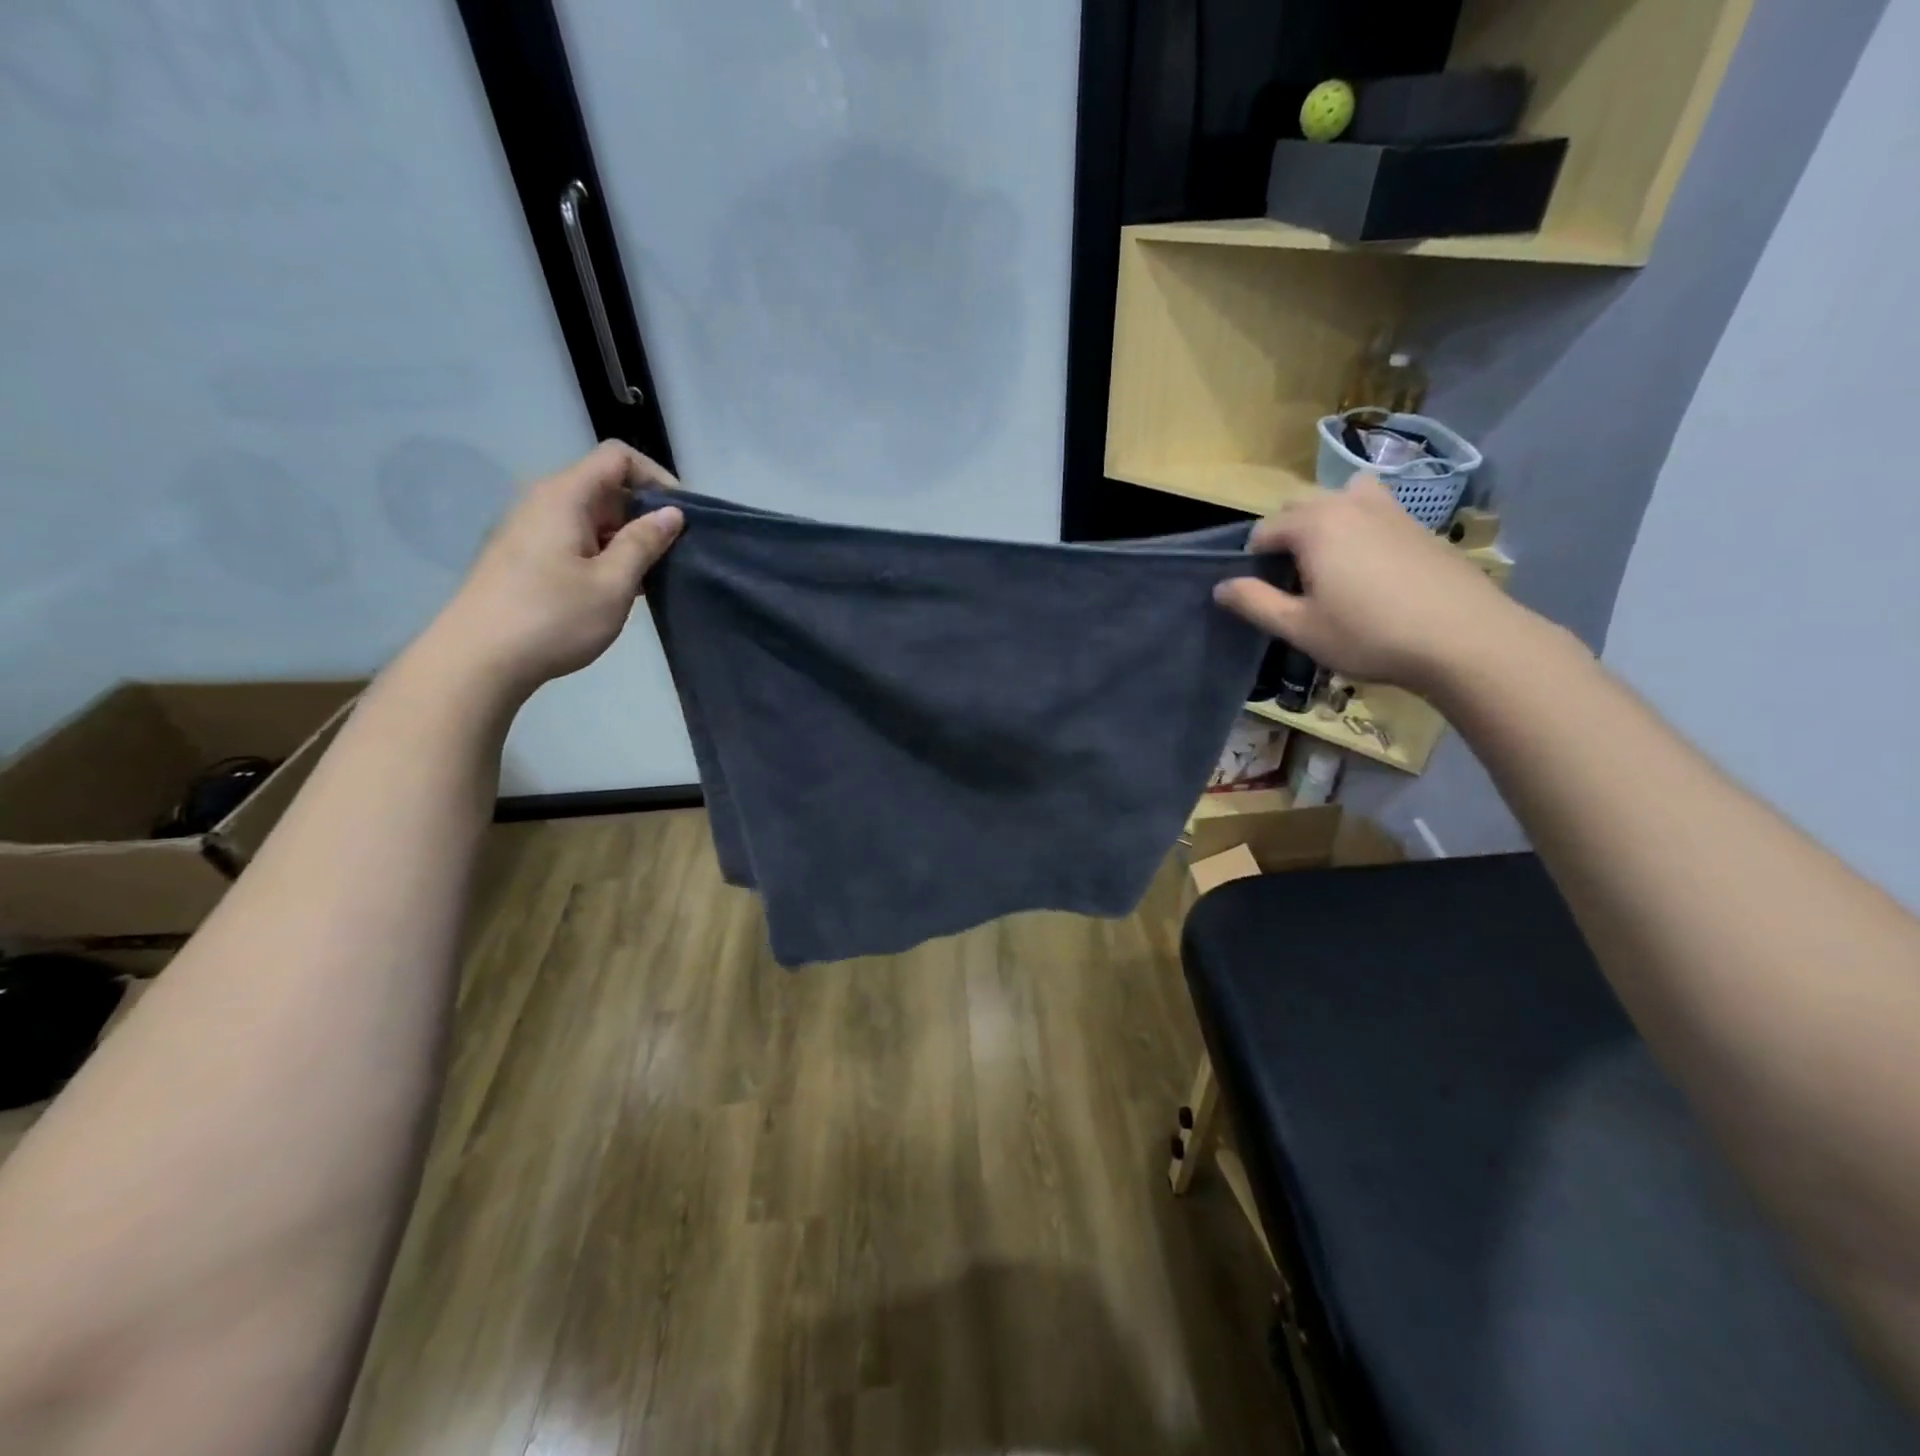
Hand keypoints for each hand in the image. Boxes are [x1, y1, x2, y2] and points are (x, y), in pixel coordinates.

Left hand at [427, 442, 683, 698]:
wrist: (478, 661)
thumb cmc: (553, 618)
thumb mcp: (613, 583)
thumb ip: (644, 542)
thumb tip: (671, 513)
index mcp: (565, 496)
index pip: (617, 457)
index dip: (656, 477)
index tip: (681, 517)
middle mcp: (543, 501)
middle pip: (605, 486)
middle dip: (644, 514)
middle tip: (672, 556)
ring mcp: (529, 529)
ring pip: (591, 517)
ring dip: (625, 539)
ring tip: (649, 579)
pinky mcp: (523, 557)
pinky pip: (574, 539)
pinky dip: (602, 554)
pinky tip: (615, 591)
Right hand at [1214, 476, 1520, 693]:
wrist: (1464, 637)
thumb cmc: (1369, 634)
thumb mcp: (1300, 627)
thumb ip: (1255, 603)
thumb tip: (1221, 586)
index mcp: (1314, 525)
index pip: (1264, 530)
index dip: (1253, 562)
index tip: (1263, 594)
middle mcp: (1349, 503)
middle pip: (1300, 506)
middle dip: (1286, 535)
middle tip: (1293, 581)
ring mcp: (1390, 509)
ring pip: (1341, 498)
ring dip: (1325, 521)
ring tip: (1330, 562)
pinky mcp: (1419, 525)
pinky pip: (1375, 510)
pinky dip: (1360, 527)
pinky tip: (1371, 569)